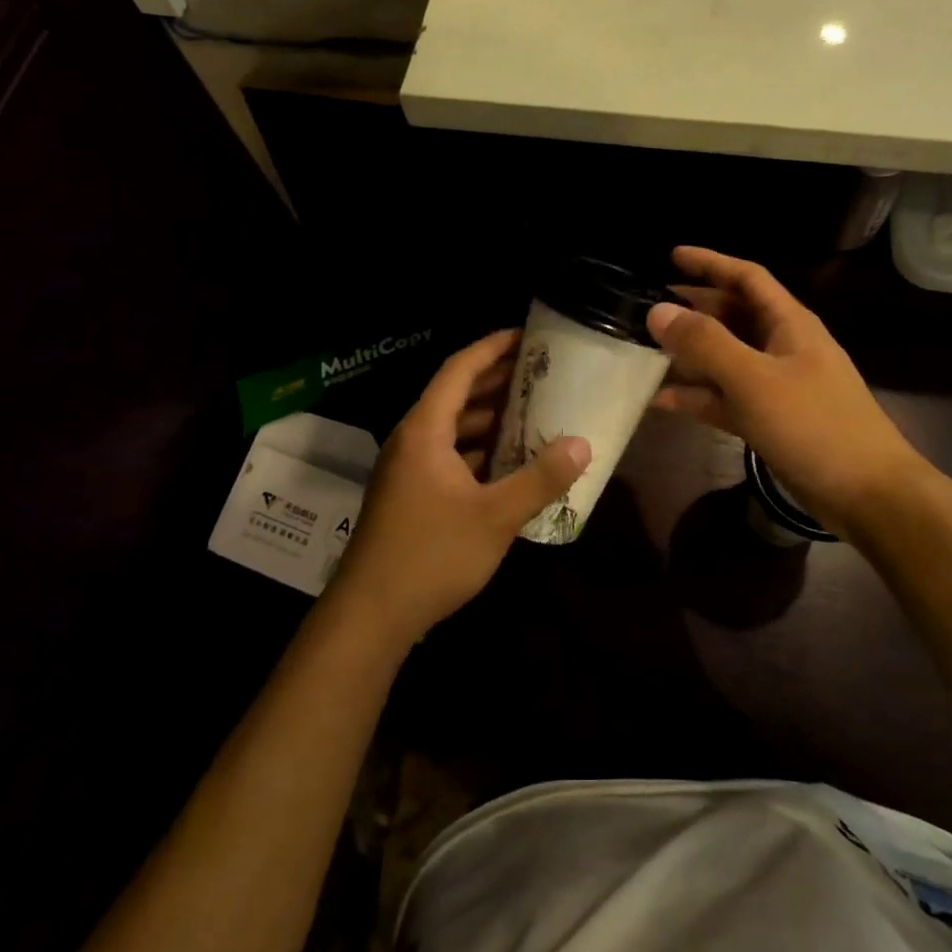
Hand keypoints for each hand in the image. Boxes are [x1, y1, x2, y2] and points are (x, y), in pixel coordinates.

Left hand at [327, 329, 589, 648]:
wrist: (369, 616)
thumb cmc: (431, 555)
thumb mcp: (494, 517)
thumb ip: (540, 479)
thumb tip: (582, 444)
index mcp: (425, 430)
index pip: (459, 370)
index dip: (492, 347)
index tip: (526, 335)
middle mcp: (411, 440)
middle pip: (455, 395)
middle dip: (496, 380)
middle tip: (540, 371)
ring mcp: (407, 469)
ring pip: (452, 428)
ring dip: (488, 418)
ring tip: (532, 411)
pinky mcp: (409, 495)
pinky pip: (447, 455)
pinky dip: (477, 449)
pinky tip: (508, 463)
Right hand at [647, 246, 927, 531]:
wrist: (867, 495)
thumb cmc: (814, 425)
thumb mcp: (754, 379)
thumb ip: (705, 343)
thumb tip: (658, 310)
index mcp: (788, 323)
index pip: (746, 277)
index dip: (710, 263)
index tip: (670, 256)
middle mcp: (782, 346)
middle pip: (733, 316)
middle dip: (694, 308)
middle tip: (650, 306)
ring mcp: (777, 385)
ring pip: (726, 358)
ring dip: (690, 354)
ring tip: (647, 350)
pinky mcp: (771, 420)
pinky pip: (726, 398)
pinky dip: (698, 397)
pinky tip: (661, 402)